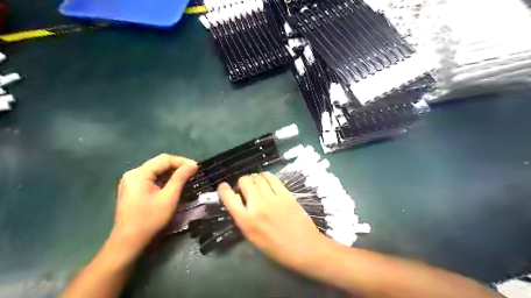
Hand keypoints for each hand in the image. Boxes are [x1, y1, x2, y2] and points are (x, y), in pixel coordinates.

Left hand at [112, 155, 196, 252]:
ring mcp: (131, 182)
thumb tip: (193, 164)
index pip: (164, 159)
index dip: (182, 161)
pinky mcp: (132, 189)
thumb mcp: (169, 197)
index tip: (196, 167)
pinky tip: (174, 184)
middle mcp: (133, 174)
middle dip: (177, 166)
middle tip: (193, 172)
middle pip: (159, 163)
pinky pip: (151, 178)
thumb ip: (180, 178)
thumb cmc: (150, 219)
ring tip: (187, 177)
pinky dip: (164, 179)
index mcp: (139, 173)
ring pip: (156, 171)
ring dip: (171, 172)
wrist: (129, 242)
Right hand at [218, 172, 330, 269]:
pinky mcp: (285, 194)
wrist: (303, 247)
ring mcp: (272, 198)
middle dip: (242, 182)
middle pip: (244, 181)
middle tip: (246, 188)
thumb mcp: (253, 237)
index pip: (228, 198)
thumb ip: (244, 218)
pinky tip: (266, 180)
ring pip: (257, 177)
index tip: (224, 187)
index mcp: (246, 221)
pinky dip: (266, 176)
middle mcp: (257, 206)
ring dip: (254, 178)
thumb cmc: (276, 248)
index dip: (223, 189)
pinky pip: (272, 178)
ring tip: (257, 184)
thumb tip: (240, 202)